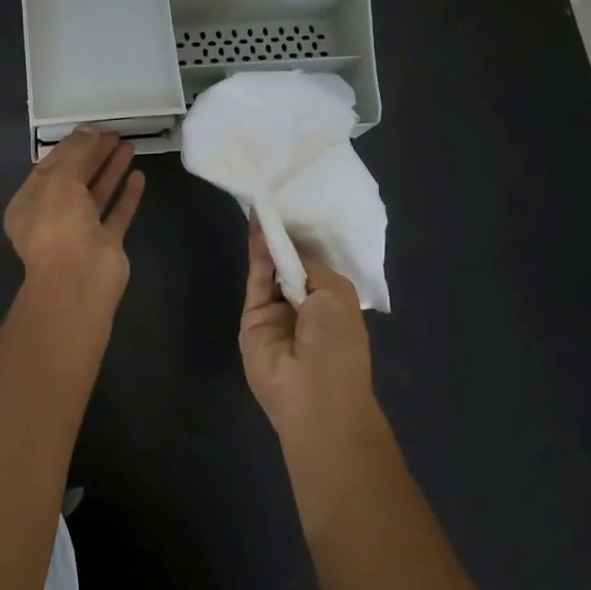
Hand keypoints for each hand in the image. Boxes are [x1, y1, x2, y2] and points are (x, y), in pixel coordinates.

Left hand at [4, 128, 145, 298]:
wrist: (79, 279)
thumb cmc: (58, 224)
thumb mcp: (59, 178)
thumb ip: (75, 151)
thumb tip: (88, 128)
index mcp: (29, 203)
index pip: (49, 167)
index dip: (70, 146)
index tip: (92, 128)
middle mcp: (52, 217)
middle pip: (75, 179)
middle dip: (92, 155)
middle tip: (114, 133)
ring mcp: (80, 232)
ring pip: (97, 195)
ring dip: (111, 170)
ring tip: (129, 145)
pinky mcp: (106, 244)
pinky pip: (117, 214)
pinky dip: (127, 195)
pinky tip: (139, 176)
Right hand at [239, 218, 373, 436]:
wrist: (312, 393)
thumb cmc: (338, 343)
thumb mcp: (335, 294)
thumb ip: (309, 265)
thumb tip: (288, 246)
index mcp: (333, 301)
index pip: (316, 264)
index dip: (306, 238)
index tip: (298, 206)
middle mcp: (304, 304)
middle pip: (290, 263)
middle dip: (286, 235)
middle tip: (277, 195)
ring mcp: (276, 310)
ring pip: (271, 267)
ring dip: (269, 238)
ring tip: (264, 201)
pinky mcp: (252, 314)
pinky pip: (256, 277)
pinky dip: (256, 251)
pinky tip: (257, 223)